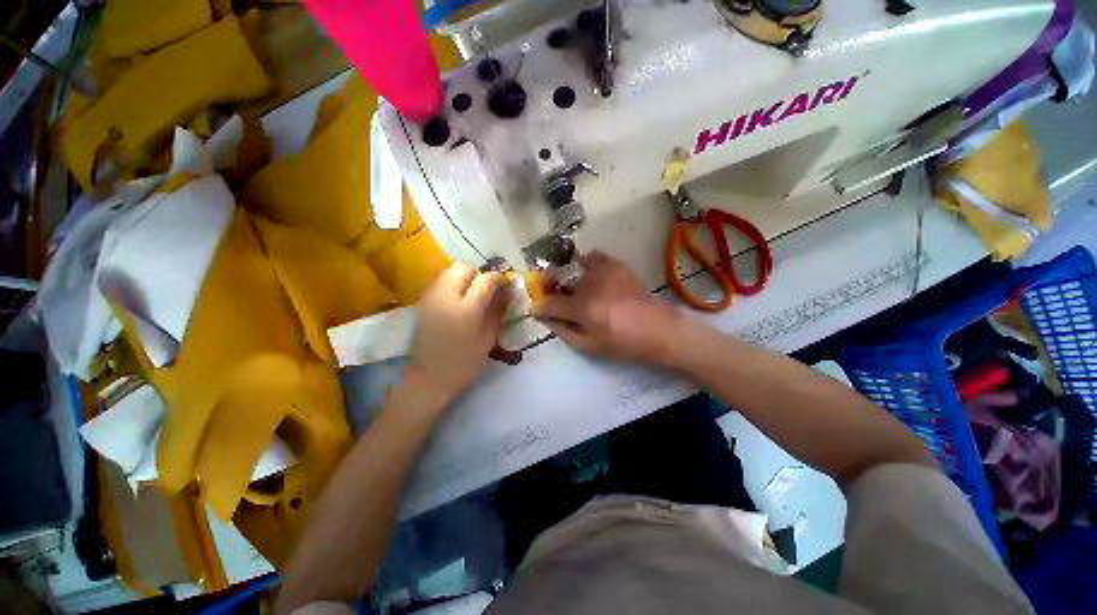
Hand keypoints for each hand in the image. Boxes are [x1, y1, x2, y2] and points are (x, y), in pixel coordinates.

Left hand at [408, 264, 508, 405]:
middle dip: (478, 274)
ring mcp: (431, 298)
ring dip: (464, 277)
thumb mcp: (487, 339)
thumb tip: (508, 292)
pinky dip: (452, 284)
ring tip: (472, 294)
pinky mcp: (423, 302)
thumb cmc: (463, 363)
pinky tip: (458, 301)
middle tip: (486, 289)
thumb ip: (497, 311)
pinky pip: (440, 282)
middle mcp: (446, 297)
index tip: (505, 284)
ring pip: (449, 272)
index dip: (497, 279)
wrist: (427, 378)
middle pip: (463, 268)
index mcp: (466, 310)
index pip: (485, 279)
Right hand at [533, 251, 680, 362]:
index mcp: (581, 308)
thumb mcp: (589, 345)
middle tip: (552, 293)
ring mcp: (603, 271)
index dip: (539, 307)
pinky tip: (591, 275)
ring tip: (574, 284)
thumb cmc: (623, 344)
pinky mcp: (617, 265)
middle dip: (549, 284)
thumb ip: (564, 330)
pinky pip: (594, 256)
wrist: (658, 330)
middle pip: (557, 276)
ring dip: (567, 274)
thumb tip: (546, 318)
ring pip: (573, 263)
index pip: (548, 303)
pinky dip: (587, 263)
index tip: (537, 309)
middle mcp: (588, 284)